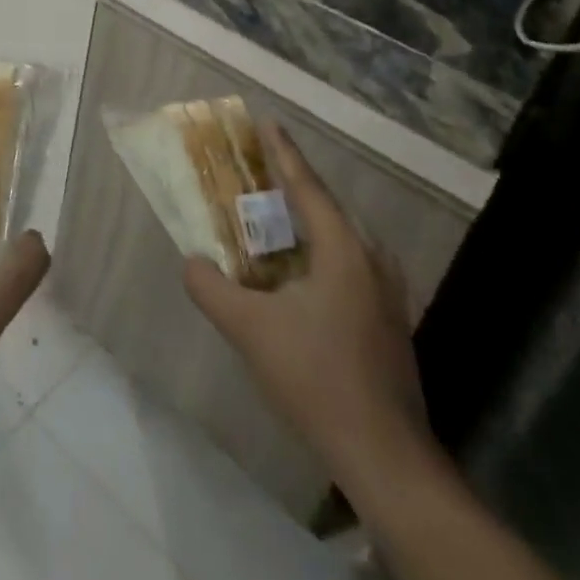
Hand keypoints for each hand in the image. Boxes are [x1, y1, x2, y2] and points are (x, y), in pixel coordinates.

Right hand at [183, 119, 432, 492]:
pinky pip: (347, 266)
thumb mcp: (250, 330)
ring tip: (272, 217)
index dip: (284, 153)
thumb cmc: (317, 379)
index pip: (307, 187)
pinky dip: (317, 253)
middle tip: (259, 170)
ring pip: (340, 240)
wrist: (385, 457)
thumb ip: (211, 288)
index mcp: (344, 252)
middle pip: (326, 209)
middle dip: (292, 186)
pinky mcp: (388, 322)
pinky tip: (296, 274)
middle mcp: (372, 262)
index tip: (268, 122)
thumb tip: (191, 262)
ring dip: (305, 223)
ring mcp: (387, 294)